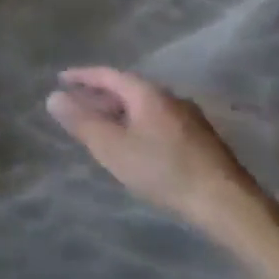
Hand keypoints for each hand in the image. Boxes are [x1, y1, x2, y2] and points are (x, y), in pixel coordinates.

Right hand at [47, 68, 267, 240]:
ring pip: (143, 106)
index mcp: (147, 94)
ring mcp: (188, 118)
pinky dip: (134, 123)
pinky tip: (131, 142)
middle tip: (75, 103)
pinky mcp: (199, 139)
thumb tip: (53, 97)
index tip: (60, 79)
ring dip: (117, 110)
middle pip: (127, 89)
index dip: (82, 76)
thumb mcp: (112, 147)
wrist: (225, 203)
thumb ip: (81, 122)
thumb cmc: (162, 170)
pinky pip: (156, 120)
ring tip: (98, 123)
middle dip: (99, 94)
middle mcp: (170, 98)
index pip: (108, 75)